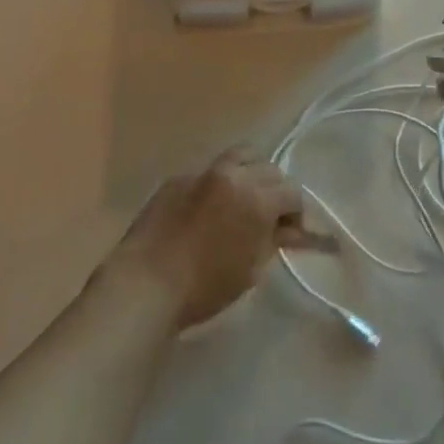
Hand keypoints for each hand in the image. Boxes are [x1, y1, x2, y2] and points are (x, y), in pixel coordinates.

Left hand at [103, 150, 327, 330]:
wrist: (146, 283)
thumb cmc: (205, 287)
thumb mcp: (250, 268)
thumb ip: (274, 240)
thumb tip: (291, 230)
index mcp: (257, 198)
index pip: (292, 192)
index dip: (297, 213)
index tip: (292, 232)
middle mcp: (233, 174)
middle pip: (269, 169)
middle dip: (275, 190)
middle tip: (270, 216)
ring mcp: (203, 171)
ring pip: (240, 157)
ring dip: (250, 173)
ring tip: (244, 199)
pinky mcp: (178, 177)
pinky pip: (208, 172)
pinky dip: (218, 184)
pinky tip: (209, 209)